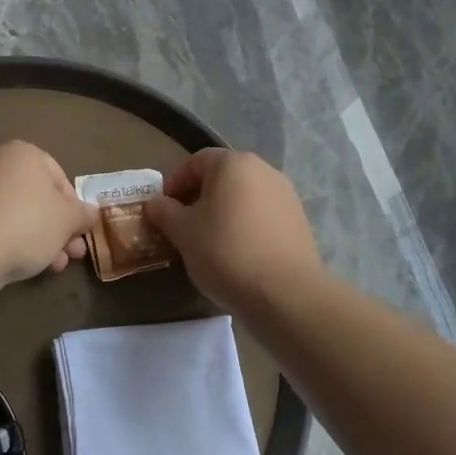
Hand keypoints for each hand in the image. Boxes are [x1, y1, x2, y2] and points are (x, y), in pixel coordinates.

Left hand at [0, 141, 96, 289]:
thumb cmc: (28, 223)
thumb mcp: (68, 220)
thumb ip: (83, 214)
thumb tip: (91, 213)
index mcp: (24, 153)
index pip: (60, 178)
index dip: (75, 207)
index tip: (80, 231)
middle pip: (40, 199)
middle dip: (61, 229)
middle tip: (74, 253)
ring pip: (22, 216)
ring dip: (44, 241)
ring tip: (56, 266)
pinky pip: (1, 227)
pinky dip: (18, 243)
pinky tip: (31, 267)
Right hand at [144, 149, 321, 311]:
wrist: (284, 293)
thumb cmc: (225, 252)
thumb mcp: (182, 232)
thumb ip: (164, 211)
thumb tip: (156, 203)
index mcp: (234, 164)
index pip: (195, 161)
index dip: (174, 183)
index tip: (163, 210)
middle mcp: (264, 170)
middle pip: (222, 177)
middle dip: (198, 198)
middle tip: (183, 226)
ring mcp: (286, 195)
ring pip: (243, 197)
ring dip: (222, 213)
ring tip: (209, 242)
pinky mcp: (299, 221)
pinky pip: (262, 215)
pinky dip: (245, 226)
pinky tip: (237, 253)